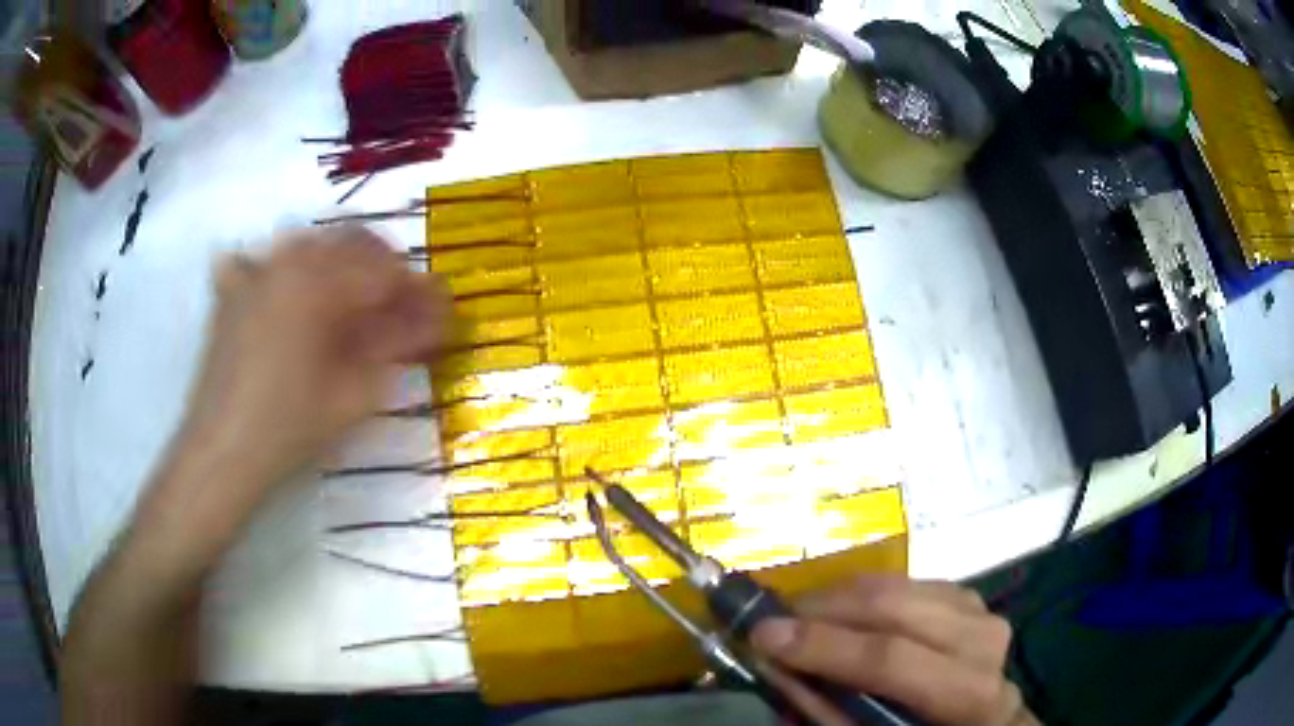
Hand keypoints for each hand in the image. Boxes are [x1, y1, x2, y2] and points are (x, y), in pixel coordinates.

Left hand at [174, 226, 448, 505]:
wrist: (223, 453)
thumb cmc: (291, 428)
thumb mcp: (355, 393)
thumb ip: (396, 345)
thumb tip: (432, 316)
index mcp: (320, 281)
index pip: (385, 270)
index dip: (417, 290)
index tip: (436, 312)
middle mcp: (287, 260)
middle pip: (352, 242)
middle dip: (383, 269)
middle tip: (400, 309)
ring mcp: (254, 271)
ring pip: (311, 243)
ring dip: (339, 264)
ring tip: (350, 302)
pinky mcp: (231, 292)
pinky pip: (260, 259)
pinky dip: (281, 268)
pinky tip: (285, 293)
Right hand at [751, 576, 1036, 725]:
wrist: (982, 721)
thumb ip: (828, 709)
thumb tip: (775, 667)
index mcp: (967, 694)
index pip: (891, 659)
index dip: (823, 646)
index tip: (762, 634)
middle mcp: (982, 641)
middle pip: (894, 608)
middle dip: (824, 608)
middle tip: (774, 617)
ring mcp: (979, 609)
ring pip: (898, 585)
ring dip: (839, 597)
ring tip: (800, 615)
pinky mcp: (966, 595)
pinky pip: (906, 582)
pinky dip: (865, 593)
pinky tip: (842, 612)